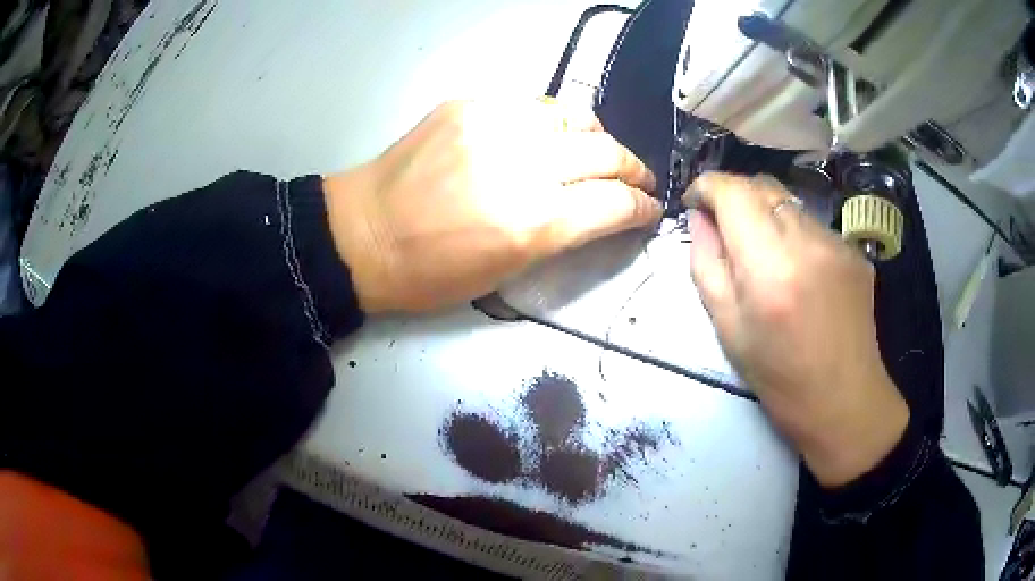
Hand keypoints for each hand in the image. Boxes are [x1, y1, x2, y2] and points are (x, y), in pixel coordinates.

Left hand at [323, 99, 660, 311]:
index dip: (641, 207)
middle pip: (605, 152)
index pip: (614, 203)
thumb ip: (561, 234)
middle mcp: (521, 165)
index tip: (650, 209)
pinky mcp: (470, 104)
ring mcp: (494, 125)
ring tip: (599, 152)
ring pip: (574, 117)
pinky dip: (554, 123)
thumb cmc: (430, 272)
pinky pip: (533, 106)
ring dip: (597, 137)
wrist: (362, 233)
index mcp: (532, 223)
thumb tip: (600, 210)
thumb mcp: (506, 271)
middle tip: (638, 180)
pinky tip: (551, 136)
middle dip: (632, 169)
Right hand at [686, 173, 908, 486]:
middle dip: (736, 197)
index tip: (696, 203)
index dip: (708, 186)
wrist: (843, 400)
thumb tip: (700, 220)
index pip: (733, 192)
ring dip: (768, 216)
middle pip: (763, 186)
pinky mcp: (855, 251)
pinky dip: (796, 235)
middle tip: (726, 228)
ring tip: (767, 257)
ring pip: (790, 203)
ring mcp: (837, 243)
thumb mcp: (727, 327)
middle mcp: (807, 242)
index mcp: (769, 267)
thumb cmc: (778, 376)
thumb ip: (706, 263)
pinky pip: (814, 226)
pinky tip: (800, 272)